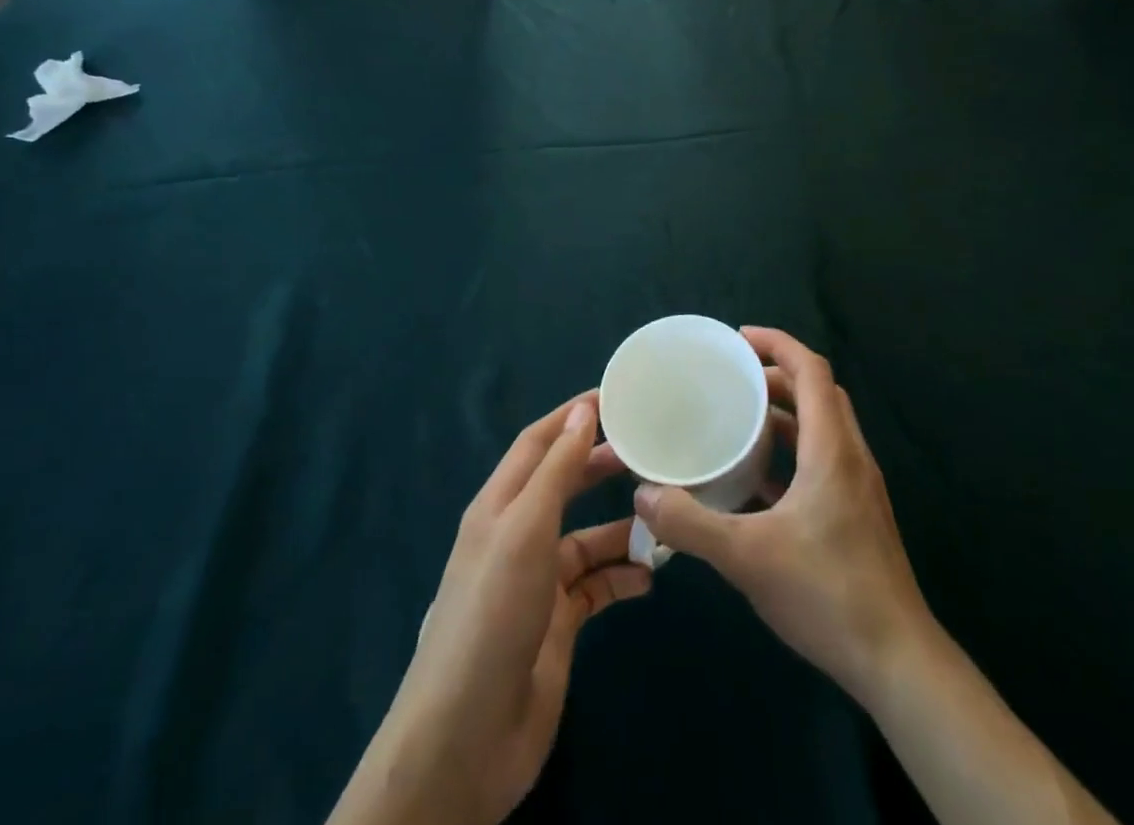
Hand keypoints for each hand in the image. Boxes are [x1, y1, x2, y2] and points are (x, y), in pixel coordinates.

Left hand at [330, 395, 651, 824]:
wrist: (468, 736)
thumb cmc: (494, 611)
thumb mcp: (526, 528)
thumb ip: (557, 470)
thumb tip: (584, 411)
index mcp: (500, 504)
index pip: (537, 443)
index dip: (571, 417)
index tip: (615, 397)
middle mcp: (517, 535)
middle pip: (563, 485)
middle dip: (600, 466)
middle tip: (648, 452)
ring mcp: (537, 583)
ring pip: (585, 539)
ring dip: (621, 529)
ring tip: (665, 518)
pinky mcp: (557, 625)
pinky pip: (596, 588)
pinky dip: (622, 578)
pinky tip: (650, 578)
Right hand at [634, 327, 929, 708]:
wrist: (898, 664)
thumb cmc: (827, 594)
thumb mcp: (747, 557)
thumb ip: (691, 523)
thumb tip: (643, 495)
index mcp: (831, 448)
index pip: (812, 370)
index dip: (777, 343)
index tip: (738, 340)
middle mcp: (850, 457)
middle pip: (818, 393)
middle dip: (776, 375)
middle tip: (733, 380)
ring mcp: (858, 488)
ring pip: (823, 427)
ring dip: (785, 415)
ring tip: (740, 421)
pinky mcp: (857, 516)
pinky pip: (823, 461)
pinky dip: (793, 453)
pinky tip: (758, 483)